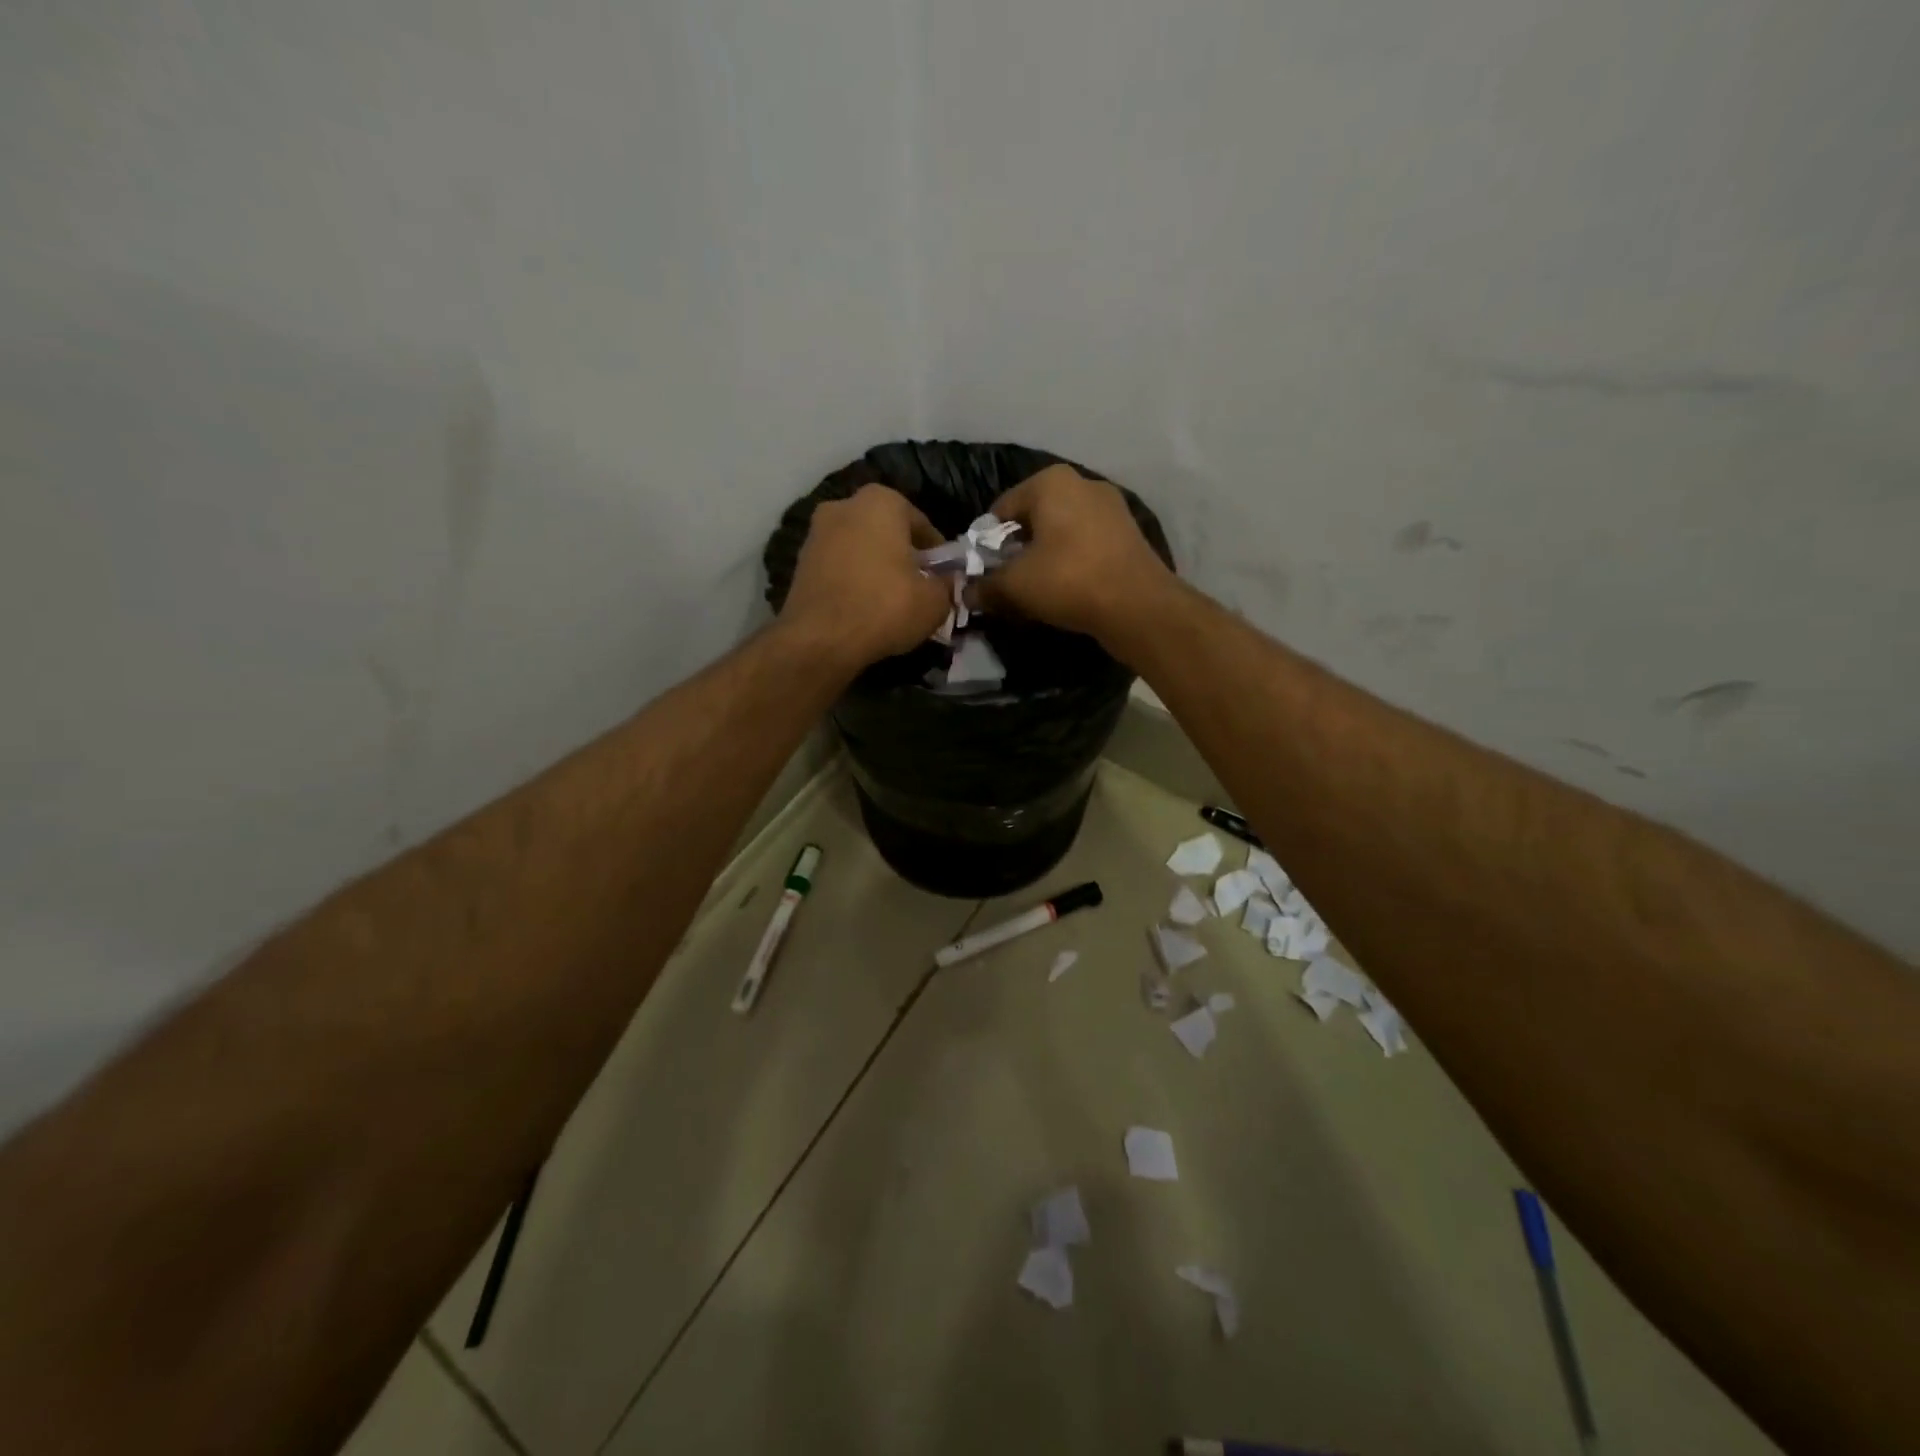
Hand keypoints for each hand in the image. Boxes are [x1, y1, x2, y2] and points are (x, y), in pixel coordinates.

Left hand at [778, 484, 953, 673]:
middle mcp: (844, 506)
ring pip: (860, 548)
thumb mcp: (935, 601)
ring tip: (891, 600)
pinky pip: (839, 567)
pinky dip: (853, 581)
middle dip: (903, 555)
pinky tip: (864, 607)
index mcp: (881, 501)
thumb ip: (946, 585)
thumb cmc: (885, 607)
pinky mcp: (800, 562)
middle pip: (886, 532)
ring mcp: (816, 533)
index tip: (943, 577)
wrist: (820, 639)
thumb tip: (946, 583)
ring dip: (876, 568)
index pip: (921, 524)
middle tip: (918, 586)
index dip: (937, 554)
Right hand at [979, 465, 1175, 645]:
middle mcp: (1082, 483)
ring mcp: (1111, 507)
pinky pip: (1086, 545)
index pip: (1001, 510)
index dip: (987, 545)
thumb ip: (985, 587)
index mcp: (1050, 482)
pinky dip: (1072, 564)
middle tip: (1008, 584)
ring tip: (1037, 591)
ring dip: (1044, 559)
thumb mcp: (1014, 586)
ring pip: (1061, 533)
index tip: (985, 574)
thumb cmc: (1068, 581)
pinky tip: (1068, 591)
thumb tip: (967, 593)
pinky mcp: (1128, 533)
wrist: (1139, 606)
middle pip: (1033, 519)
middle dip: (1017, 551)